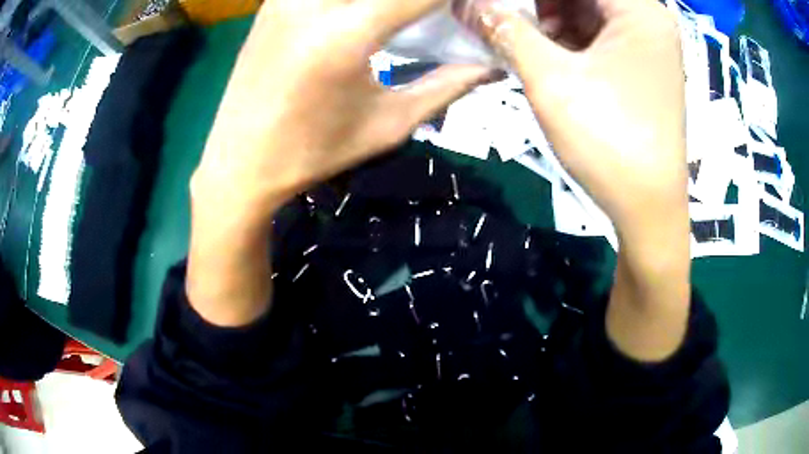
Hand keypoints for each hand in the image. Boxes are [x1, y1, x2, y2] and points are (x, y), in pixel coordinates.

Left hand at [193, 0, 495, 220]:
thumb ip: (447, 86)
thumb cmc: (315, 151)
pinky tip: (364, 12)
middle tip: (437, 12)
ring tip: (401, 14)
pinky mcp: (273, 0)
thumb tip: (491, 65)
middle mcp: (312, 2)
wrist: (240, 162)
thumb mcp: (389, 124)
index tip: (475, 5)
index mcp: (345, 34)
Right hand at [462, 0, 690, 360]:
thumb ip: (505, 30)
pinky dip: (567, 36)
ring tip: (515, 34)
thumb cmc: (610, 141)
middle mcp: (648, 19)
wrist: (647, 209)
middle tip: (502, 17)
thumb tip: (465, 3)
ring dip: (548, 16)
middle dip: (537, 3)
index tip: (496, 4)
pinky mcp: (640, 64)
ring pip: (586, 10)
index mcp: (639, 11)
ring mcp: (647, 43)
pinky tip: (542, 50)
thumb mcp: (551, 79)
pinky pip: (597, 33)